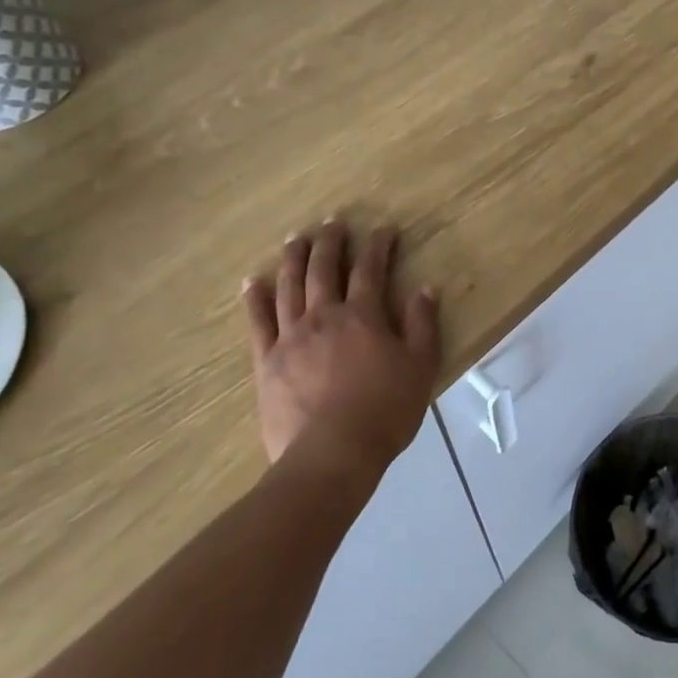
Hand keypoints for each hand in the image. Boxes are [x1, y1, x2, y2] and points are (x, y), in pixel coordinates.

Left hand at [242, 222, 441, 470]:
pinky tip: (252, 282)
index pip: (371, 270)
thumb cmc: (385, 411)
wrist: (333, 454)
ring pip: (289, 287)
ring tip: (295, 239)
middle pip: (323, 269)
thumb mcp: (420, 367)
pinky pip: (258, 322)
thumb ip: (423, 324)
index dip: (378, 246)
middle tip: (332, 223)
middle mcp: (324, 316)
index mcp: (363, 316)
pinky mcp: (267, 361)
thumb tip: (425, 288)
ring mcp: (291, 337)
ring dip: (293, 259)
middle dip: (330, 242)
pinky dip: (255, 299)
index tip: (384, 230)